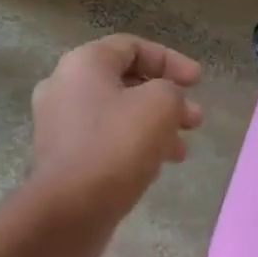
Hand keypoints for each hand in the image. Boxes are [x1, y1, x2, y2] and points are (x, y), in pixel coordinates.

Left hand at [29, 35, 203, 250]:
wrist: (70, 209)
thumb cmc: (116, 146)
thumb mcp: (160, 105)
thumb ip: (171, 91)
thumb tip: (166, 101)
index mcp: (82, 64)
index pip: (131, 47)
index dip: (170, 59)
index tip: (198, 82)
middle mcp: (64, 87)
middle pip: (125, 82)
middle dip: (167, 99)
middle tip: (195, 120)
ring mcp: (59, 125)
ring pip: (117, 115)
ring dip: (154, 127)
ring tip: (181, 151)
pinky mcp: (62, 157)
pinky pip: (104, 140)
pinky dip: (133, 146)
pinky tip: (155, 167)